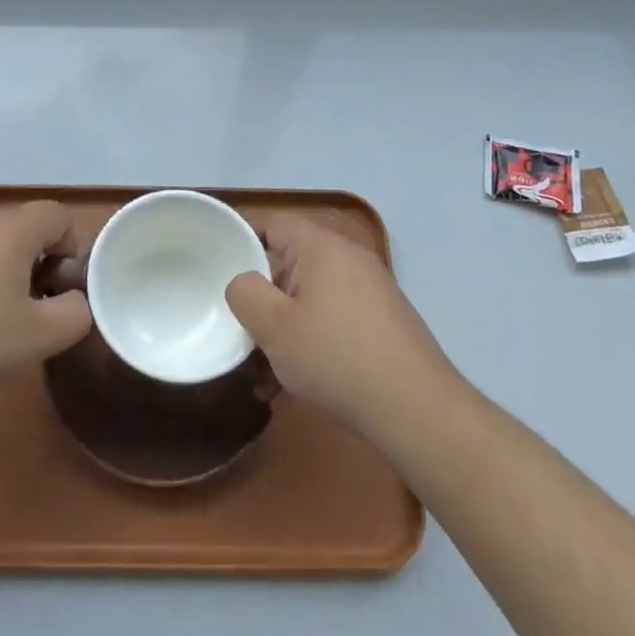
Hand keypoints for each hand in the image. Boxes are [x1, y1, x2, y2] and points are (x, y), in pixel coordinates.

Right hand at [225, 217, 458, 441]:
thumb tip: (243, 282)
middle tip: (240, 336)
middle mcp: (348, 259)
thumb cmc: (337, 358)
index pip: (271, 224)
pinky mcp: (382, 323)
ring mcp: (370, 291)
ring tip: (263, 379)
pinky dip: (310, 344)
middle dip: (261, 303)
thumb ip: (244, 293)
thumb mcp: (274, 327)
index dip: (240, 241)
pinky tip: (293, 387)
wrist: (418, 411)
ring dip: (282, 333)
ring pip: (309, 301)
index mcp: (321, 247)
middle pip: (289, 266)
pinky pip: (332, 321)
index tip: (217, 270)